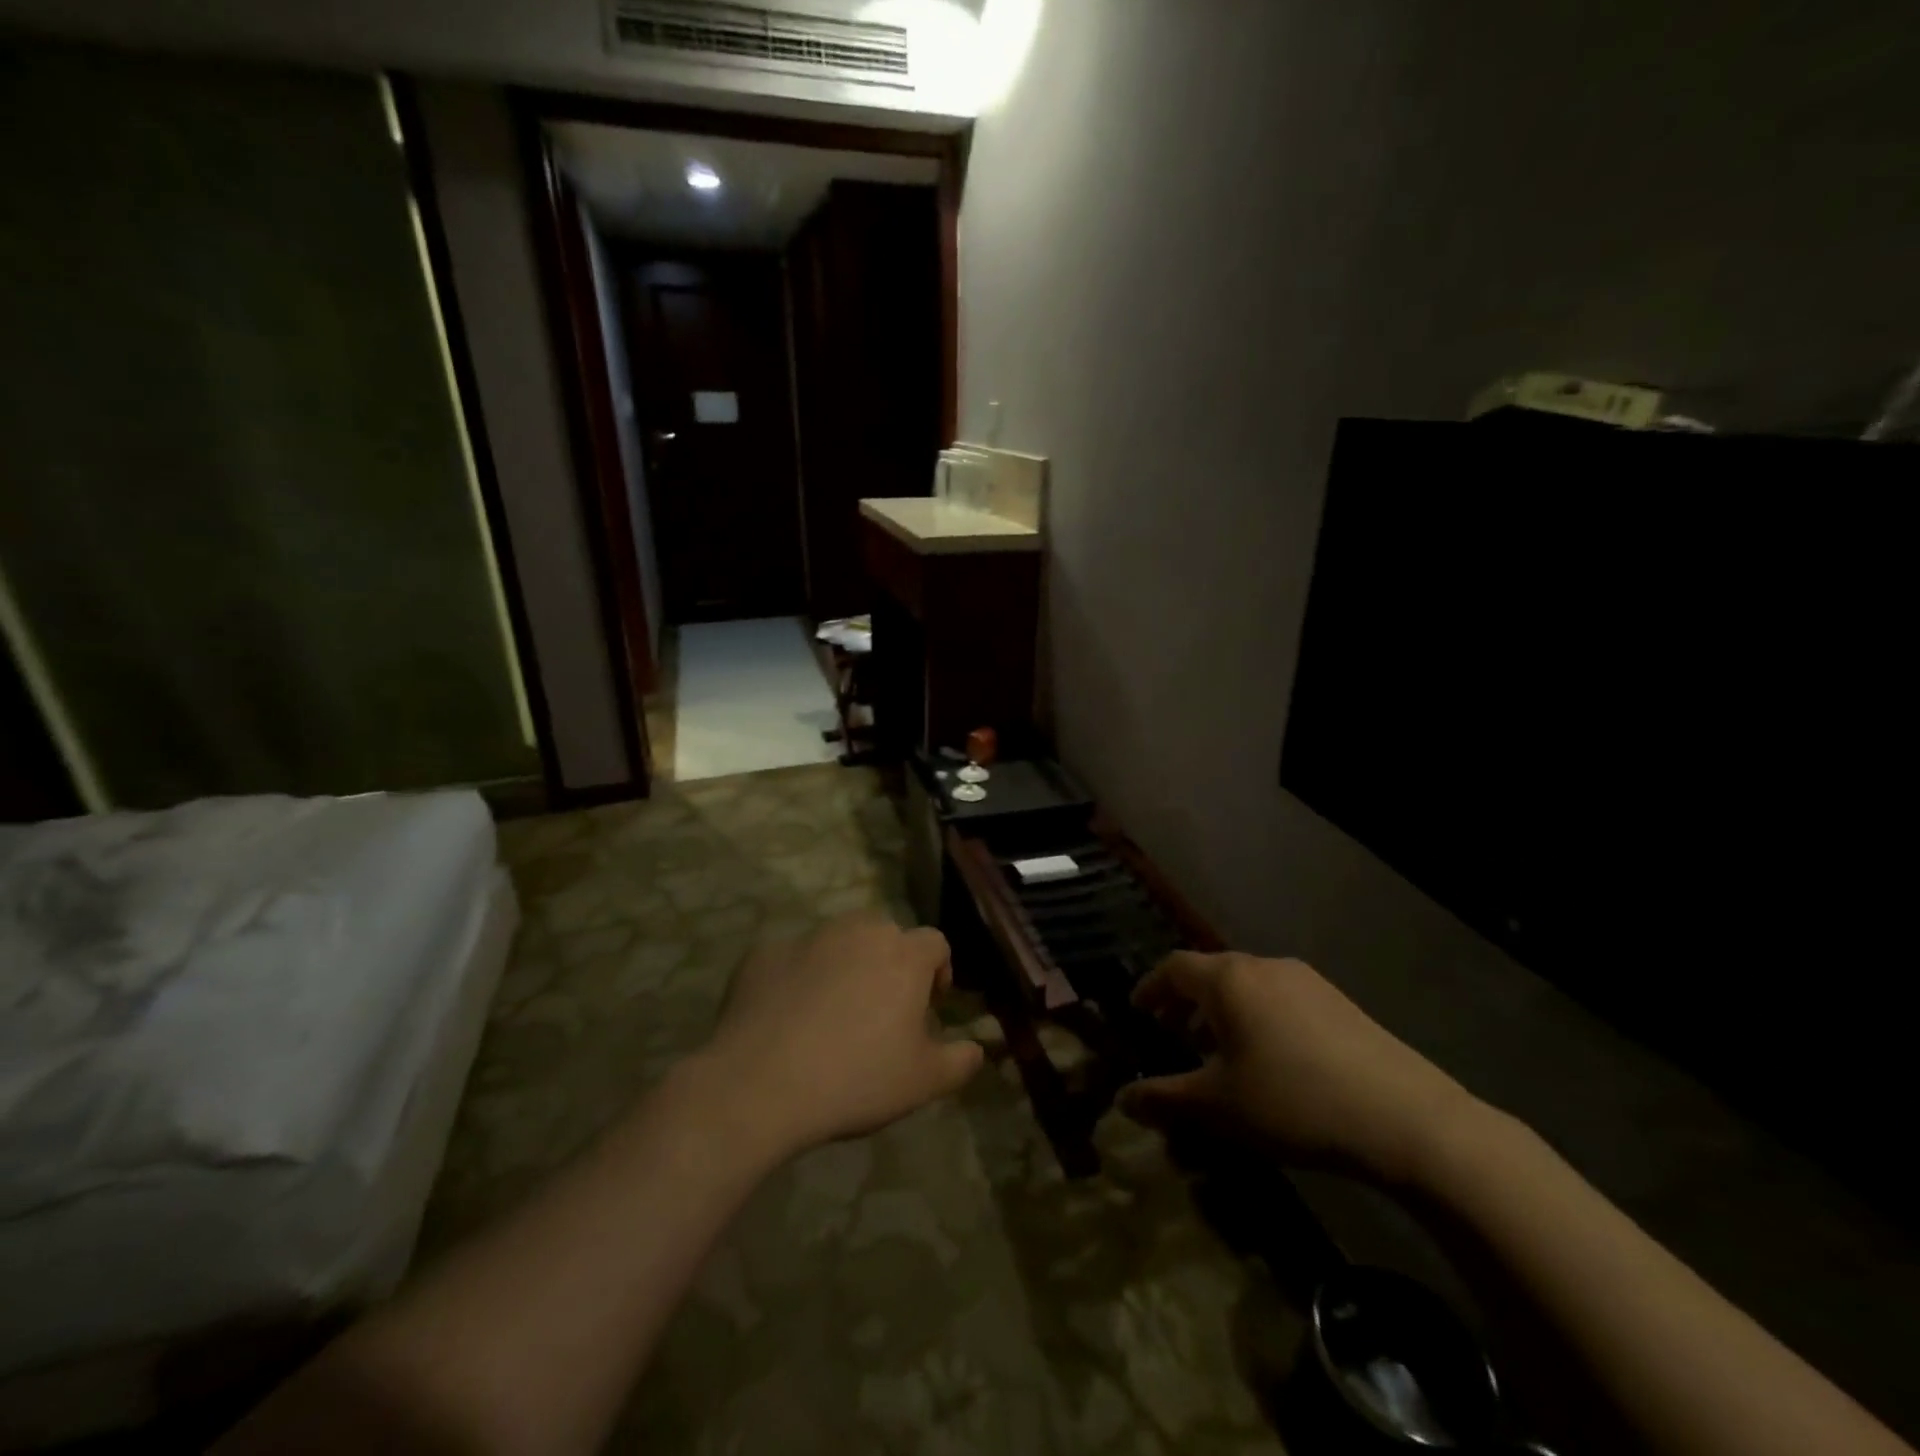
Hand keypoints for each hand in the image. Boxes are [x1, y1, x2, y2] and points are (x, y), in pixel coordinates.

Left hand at [701, 913, 983, 1154]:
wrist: (760, 1083)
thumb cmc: (856, 1078)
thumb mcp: (923, 1082)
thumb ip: (960, 1060)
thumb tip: (977, 1048)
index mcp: (903, 954)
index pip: (936, 943)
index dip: (938, 971)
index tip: (929, 1005)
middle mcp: (859, 932)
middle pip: (886, 933)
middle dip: (891, 962)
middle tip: (881, 1009)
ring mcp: (808, 938)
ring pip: (839, 940)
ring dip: (845, 964)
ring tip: (834, 1010)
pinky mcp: (765, 953)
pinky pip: (793, 959)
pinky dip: (798, 978)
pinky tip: (788, 1018)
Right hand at [1117, 951, 1482, 1186]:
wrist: (1407, 1120)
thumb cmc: (1294, 1102)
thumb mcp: (1219, 1107)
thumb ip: (1164, 1098)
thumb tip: (1122, 1099)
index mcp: (1229, 979)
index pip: (1174, 967)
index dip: (1150, 988)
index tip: (1137, 1012)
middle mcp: (1264, 966)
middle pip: (1211, 972)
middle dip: (1185, 1002)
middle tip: (1172, 1034)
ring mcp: (1307, 981)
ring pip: (1247, 985)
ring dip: (1222, 1011)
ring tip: (1218, 1051)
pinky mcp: (1339, 1002)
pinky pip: (1279, 998)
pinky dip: (1257, 1017)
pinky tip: (1269, 1060)